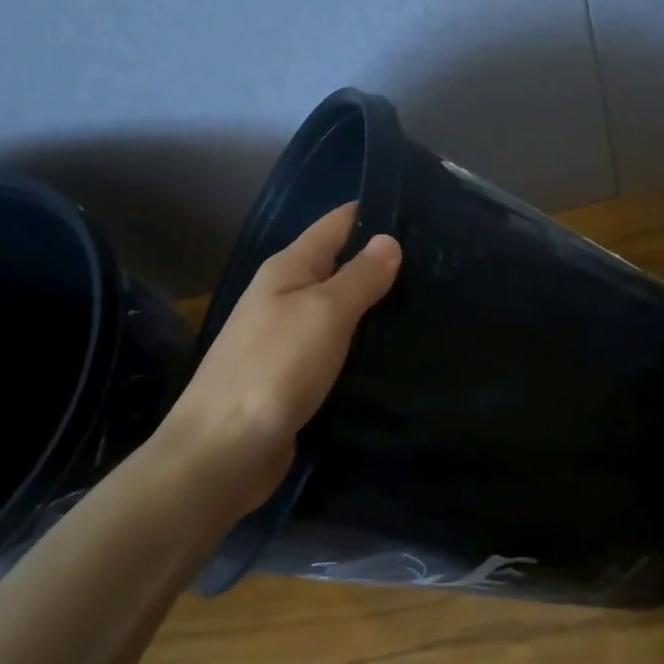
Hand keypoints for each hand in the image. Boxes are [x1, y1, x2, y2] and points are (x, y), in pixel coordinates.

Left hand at [147, 203, 400, 526]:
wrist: (224, 451)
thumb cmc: (274, 369)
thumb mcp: (323, 313)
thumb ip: (359, 277)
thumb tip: (389, 240)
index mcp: (287, 271)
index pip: (335, 226)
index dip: (373, 214)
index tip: (422, 212)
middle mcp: (284, 298)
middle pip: (338, 267)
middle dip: (381, 262)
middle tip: (440, 263)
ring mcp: (287, 340)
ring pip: (339, 310)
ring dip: (375, 306)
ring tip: (429, 301)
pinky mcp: (295, 378)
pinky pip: (336, 348)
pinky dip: (362, 344)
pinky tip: (395, 349)